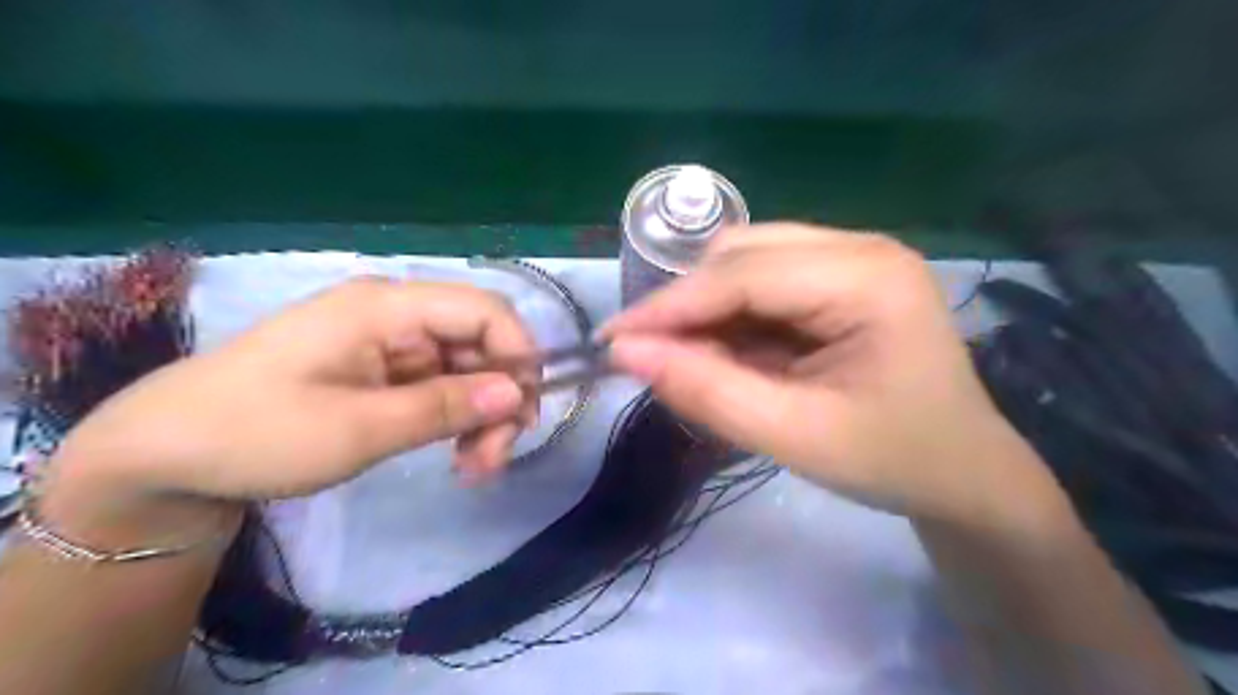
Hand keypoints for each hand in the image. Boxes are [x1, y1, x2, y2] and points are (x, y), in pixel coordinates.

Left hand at [40, 280, 537, 541]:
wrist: (166, 456)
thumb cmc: (256, 432)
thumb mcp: (358, 428)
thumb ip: (444, 407)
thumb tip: (517, 394)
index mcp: (387, 307)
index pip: (485, 310)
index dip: (518, 354)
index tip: (525, 412)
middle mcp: (396, 315)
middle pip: (481, 343)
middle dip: (500, 398)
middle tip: (495, 458)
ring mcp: (391, 344)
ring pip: (468, 369)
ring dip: (482, 416)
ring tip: (475, 468)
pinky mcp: (384, 372)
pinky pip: (443, 387)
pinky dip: (458, 420)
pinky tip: (456, 454)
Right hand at [605, 224, 1048, 523]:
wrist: (963, 474)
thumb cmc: (892, 460)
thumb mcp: (794, 436)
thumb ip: (708, 392)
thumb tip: (627, 355)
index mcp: (867, 278)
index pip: (742, 275)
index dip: (669, 307)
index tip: (611, 341)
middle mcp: (860, 248)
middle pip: (741, 255)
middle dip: (687, 306)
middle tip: (648, 358)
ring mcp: (852, 258)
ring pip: (746, 263)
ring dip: (706, 310)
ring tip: (689, 362)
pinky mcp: (840, 278)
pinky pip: (764, 283)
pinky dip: (732, 317)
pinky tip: (726, 354)